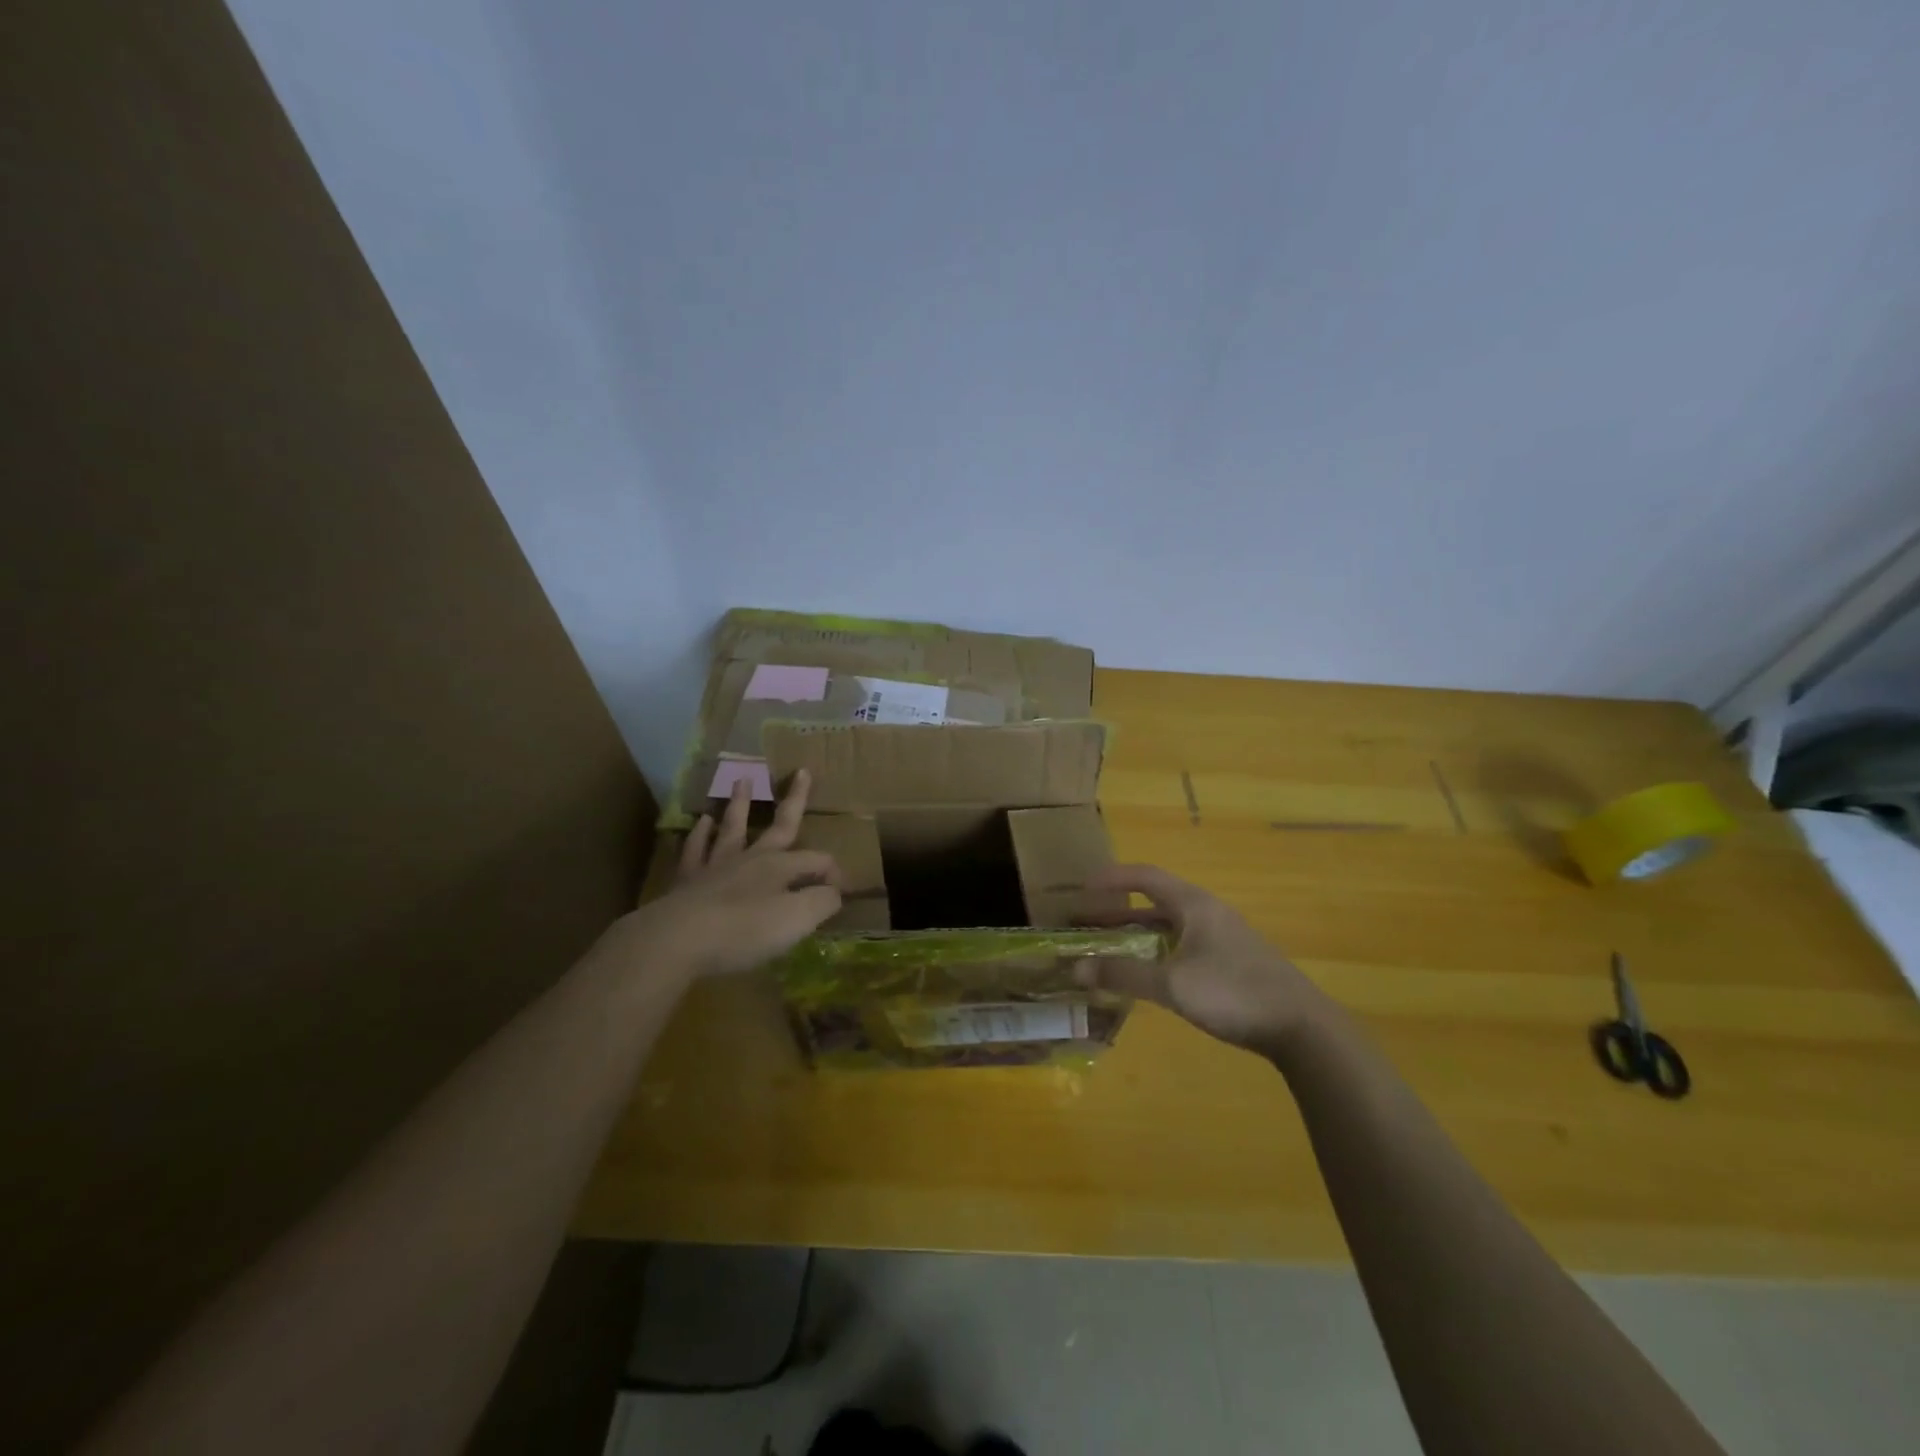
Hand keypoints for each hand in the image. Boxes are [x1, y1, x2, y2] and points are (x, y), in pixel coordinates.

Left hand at [602, 770, 842, 982]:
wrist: (679, 939)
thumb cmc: (745, 930)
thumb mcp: (797, 920)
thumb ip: (822, 902)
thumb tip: (835, 891)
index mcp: (781, 867)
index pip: (816, 860)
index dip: (832, 872)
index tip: (841, 891)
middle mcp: (752, 858)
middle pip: (779, 825)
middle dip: (795, 800)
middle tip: (802, 772)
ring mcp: (717, 866)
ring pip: (733, 827)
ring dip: (740, 804)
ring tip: (742, 780)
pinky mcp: (688, 880)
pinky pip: (696, 849)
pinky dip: (700, 834)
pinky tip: (702, 822)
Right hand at [1074, 864, 1329, 1057]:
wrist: (1303, 1027)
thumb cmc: (1233, 993)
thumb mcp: (1173, 984)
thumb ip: (1124, 975)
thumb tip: (1077, 967)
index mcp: (1194, 904)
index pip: (1145, 876)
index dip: (1112, 878)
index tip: (1081, 887)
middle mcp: (1207, 913)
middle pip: (1155, 901)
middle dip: (1117, 911)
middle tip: (1085, 922)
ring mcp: (1223, 938)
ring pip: (1169, 926)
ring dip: (1137, 933)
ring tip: (1108, 948)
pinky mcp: (1232, 962)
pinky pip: (1183, 945)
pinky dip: (1157, 951)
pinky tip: (1148, 974)